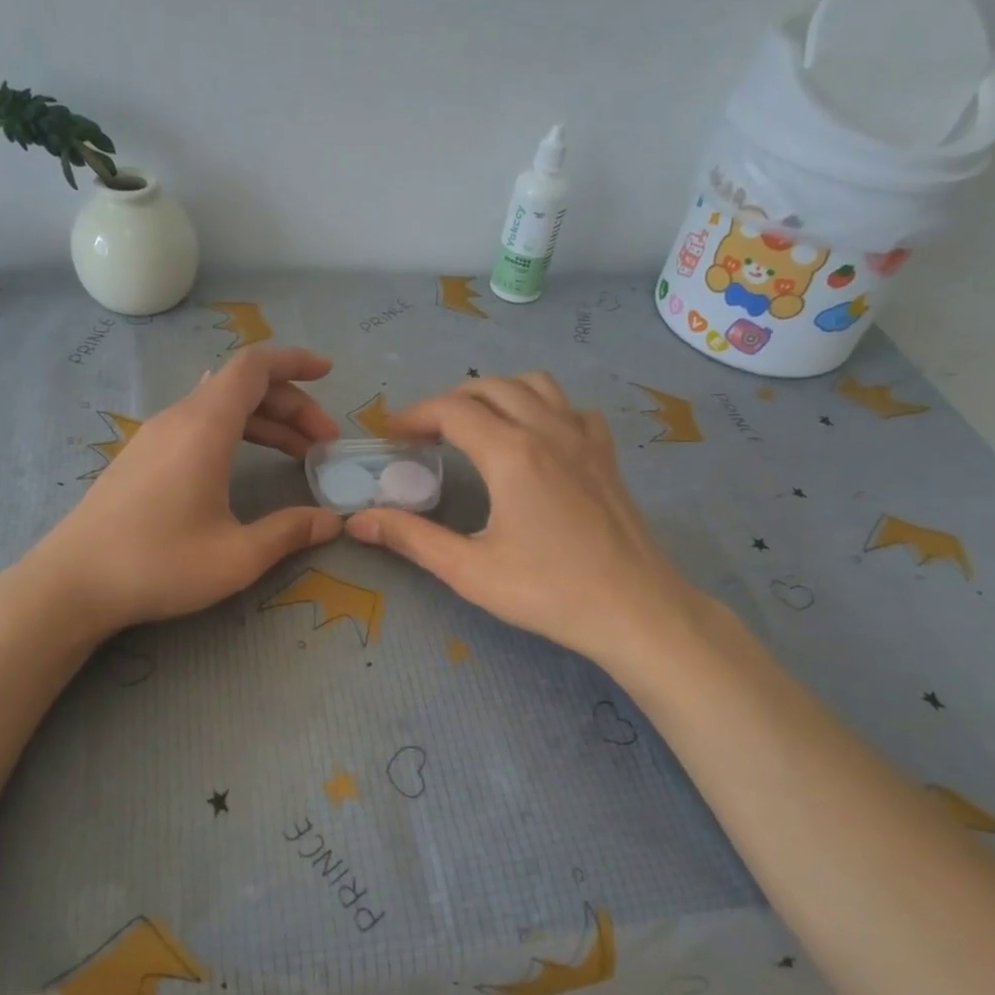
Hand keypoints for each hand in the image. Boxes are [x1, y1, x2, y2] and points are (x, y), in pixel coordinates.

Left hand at [26, 346, 343, 632]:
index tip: (329, 373)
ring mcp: (155, 436)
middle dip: (291, 405)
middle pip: (243, 387)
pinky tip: (246, 458)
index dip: (295, 362)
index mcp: (204, 427)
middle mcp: (178, 419)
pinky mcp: (142, 456)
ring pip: (220, 407)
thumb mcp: (237, 556)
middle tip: (324, 442)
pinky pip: (199, 424)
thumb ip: (290, 532)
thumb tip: (332, 522)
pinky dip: (236, 432)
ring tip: (298, 455)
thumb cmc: (158, 564)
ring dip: (265, 422)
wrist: (72, 583)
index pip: (255, 368)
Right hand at [346, 373, 701, 664]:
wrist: (636, 609)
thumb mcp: (470, 571)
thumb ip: (411, 538)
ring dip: (498, 393)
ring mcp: (583, 438)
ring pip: (535, 385)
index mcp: (511, 452)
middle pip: (490, 387)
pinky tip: (537, 437)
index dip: (415, 415)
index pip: (452, 410)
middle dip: (450, 401)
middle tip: (426, 433)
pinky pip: (571, 408)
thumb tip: (358, 521)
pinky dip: (544, 407)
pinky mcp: (607, 455)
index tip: (393, 435)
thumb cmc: (549, 591)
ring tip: (477, 424)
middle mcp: (547, 429)